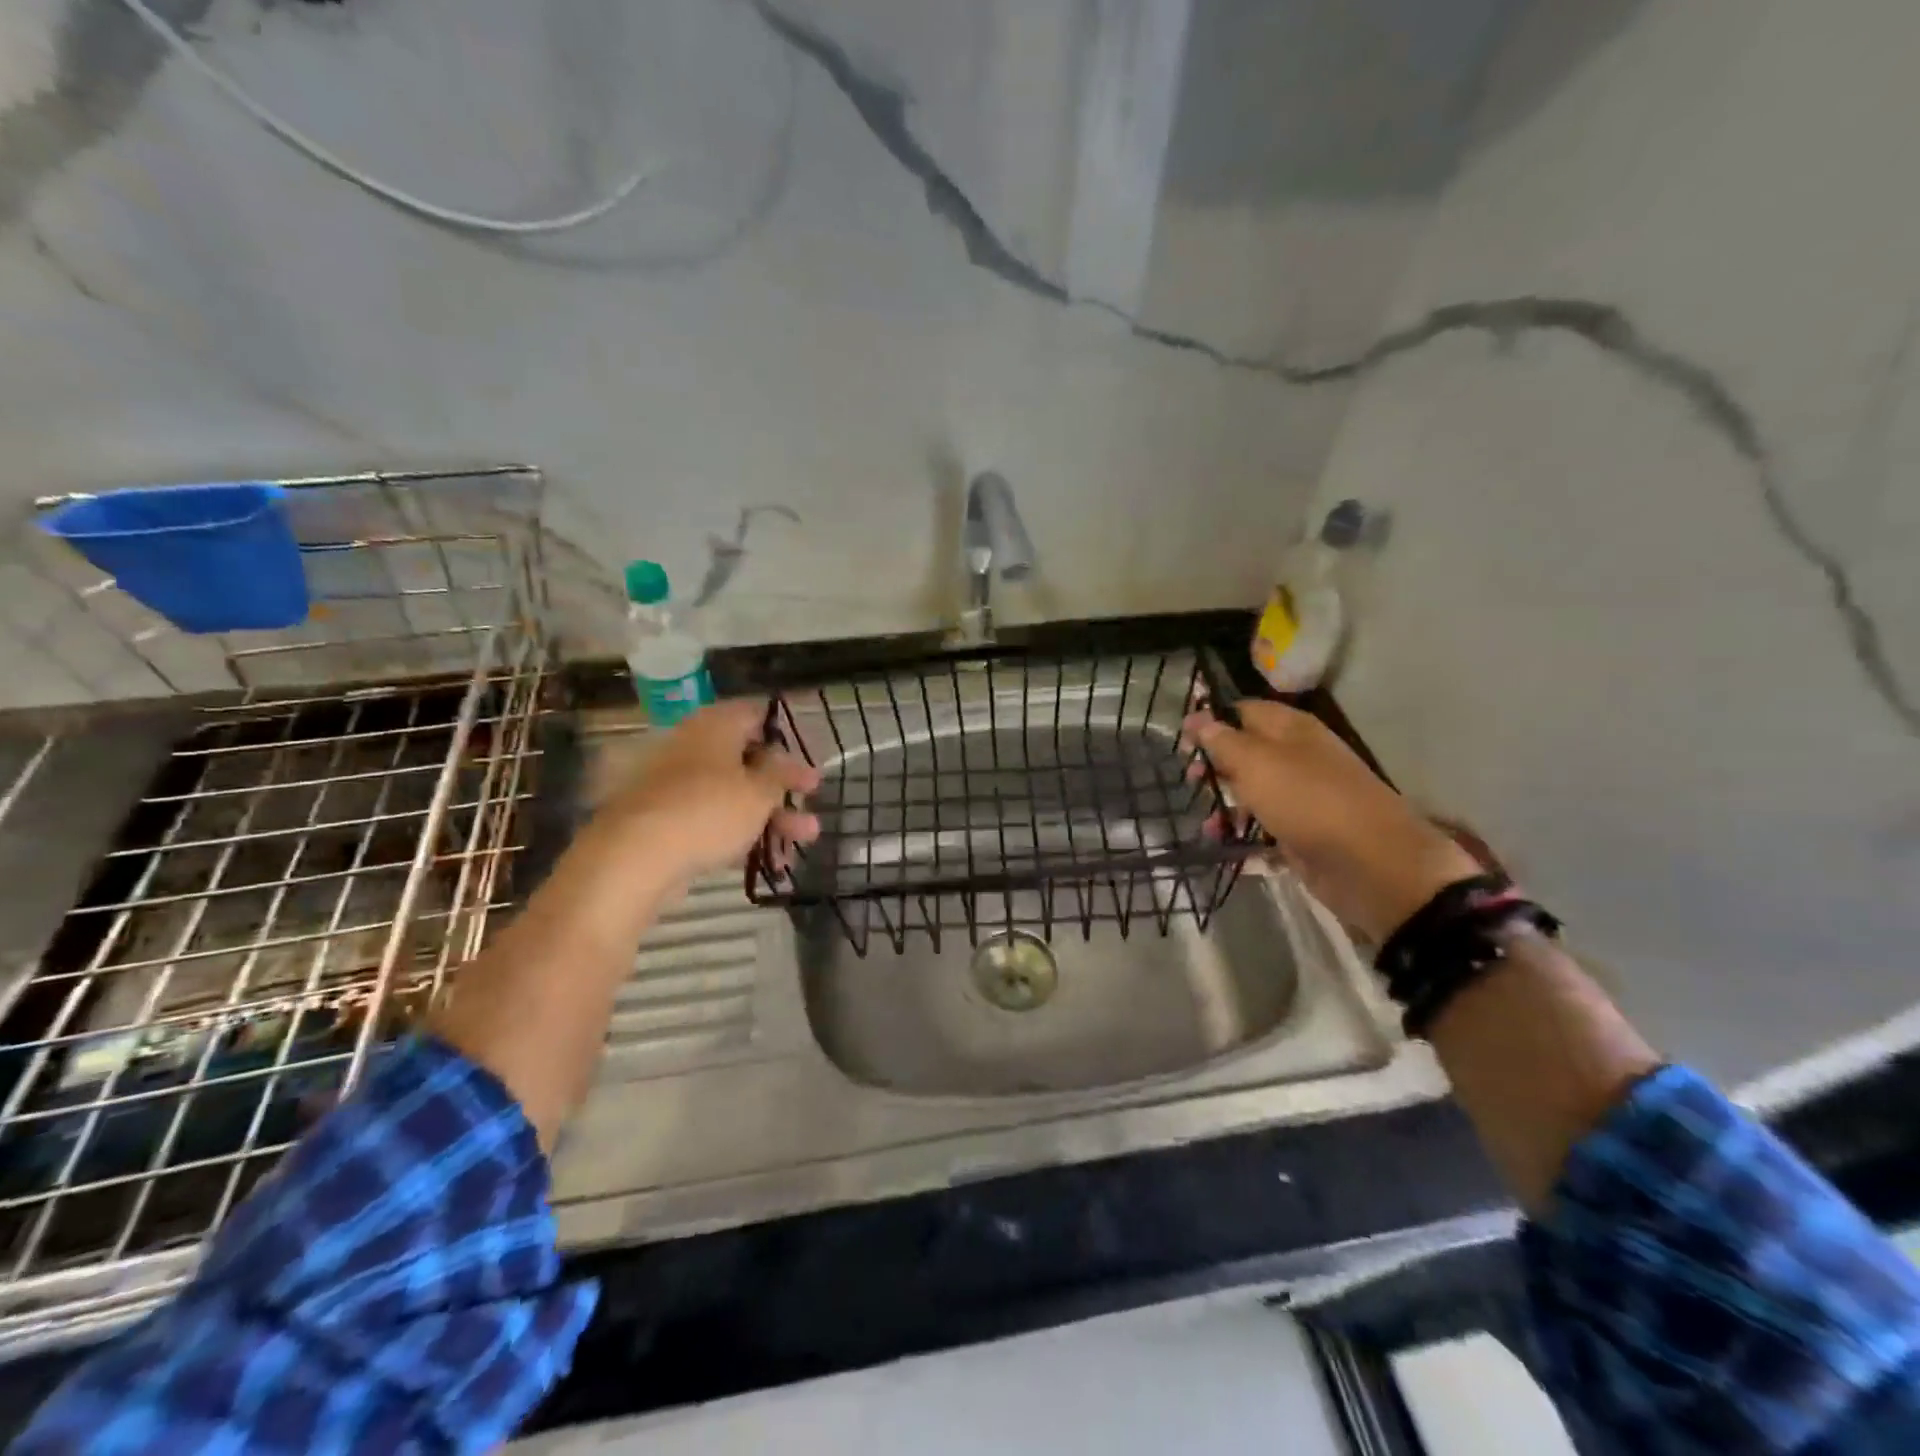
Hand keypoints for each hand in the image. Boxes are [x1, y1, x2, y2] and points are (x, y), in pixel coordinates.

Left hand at [607, 699, 820, 887]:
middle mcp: (693, 746)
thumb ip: (781, 775)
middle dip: (783, 785)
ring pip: (733, 794)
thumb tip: (786, 761)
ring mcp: (676, 784)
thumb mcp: (760, 792)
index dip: (784, 734)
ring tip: (804, 839)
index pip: (755, 714)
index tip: (805, 757)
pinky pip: (712, 819)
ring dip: (771, 815)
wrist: (634, 857)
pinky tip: (769, 859)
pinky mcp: (666, 819)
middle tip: (812, 800)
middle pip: (747, 759)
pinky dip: (741, 833)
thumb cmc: (708, 811)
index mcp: (715, 726)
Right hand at [1184, 699, 1480, 943]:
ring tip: (1208, 823)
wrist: (1371, 864)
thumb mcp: (1256, 763)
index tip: (1182, 740)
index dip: (1211, 720)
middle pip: (1245, 751)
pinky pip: (1263, 826)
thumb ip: (1222, 740)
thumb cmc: (1308, 800)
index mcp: (1291, 729)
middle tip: (1192, 780)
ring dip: (1225, 804)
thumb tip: (1196, 717)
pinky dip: (1243, 832)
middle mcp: (1297, 757)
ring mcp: (1301, 796)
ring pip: (1252, 791)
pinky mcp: (1301, 832)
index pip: (1243, 710)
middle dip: (1215, 765)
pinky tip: (1225, 843)